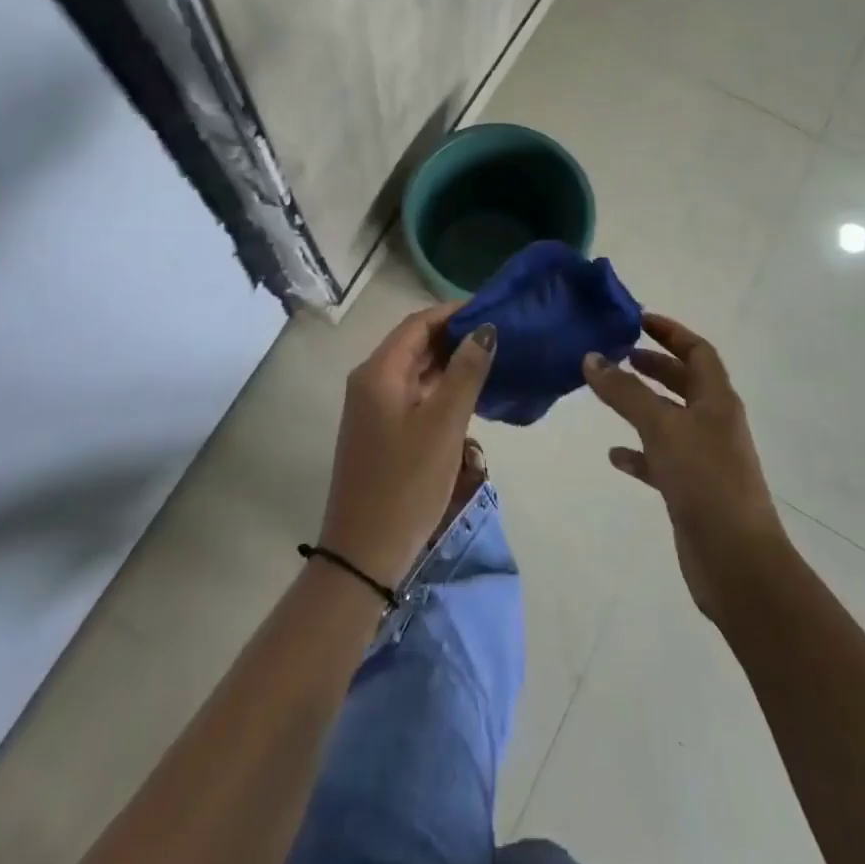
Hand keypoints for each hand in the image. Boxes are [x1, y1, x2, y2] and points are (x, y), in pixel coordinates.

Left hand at [317, 304, 495, 590]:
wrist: (364, 554)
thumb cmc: (406, 483)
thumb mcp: (443, 425)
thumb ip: (465, 372)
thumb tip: (485, 328)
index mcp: (378, 372)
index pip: (418, 323)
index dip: (454, 312)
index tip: (493, 309)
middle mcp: (370, 381)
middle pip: (415, 343)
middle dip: (454, 335)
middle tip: (500, 334)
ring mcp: (373, 408)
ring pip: (416, 370)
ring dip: (449, 362)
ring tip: (492, 358)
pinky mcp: (381, 431)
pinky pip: (413, 394)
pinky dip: (440, 387)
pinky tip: (469, 393)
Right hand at [584, 312, 787, 618]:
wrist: (737, 561)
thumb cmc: (705, 480)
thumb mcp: (662, 427)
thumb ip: (625, 392)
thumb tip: (591, 357)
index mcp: (717, 400)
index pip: (698, 352)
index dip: (671, 332)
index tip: (639, 320)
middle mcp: (714, 424)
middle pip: (685, 382)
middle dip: (655, 365)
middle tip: (620, 354)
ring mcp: (704, 458)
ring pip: (670, 419)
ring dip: (642, 405)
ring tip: (609, 395)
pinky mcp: (691, 490)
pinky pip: (660, 459)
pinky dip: (638, 452)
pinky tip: (614, 454)